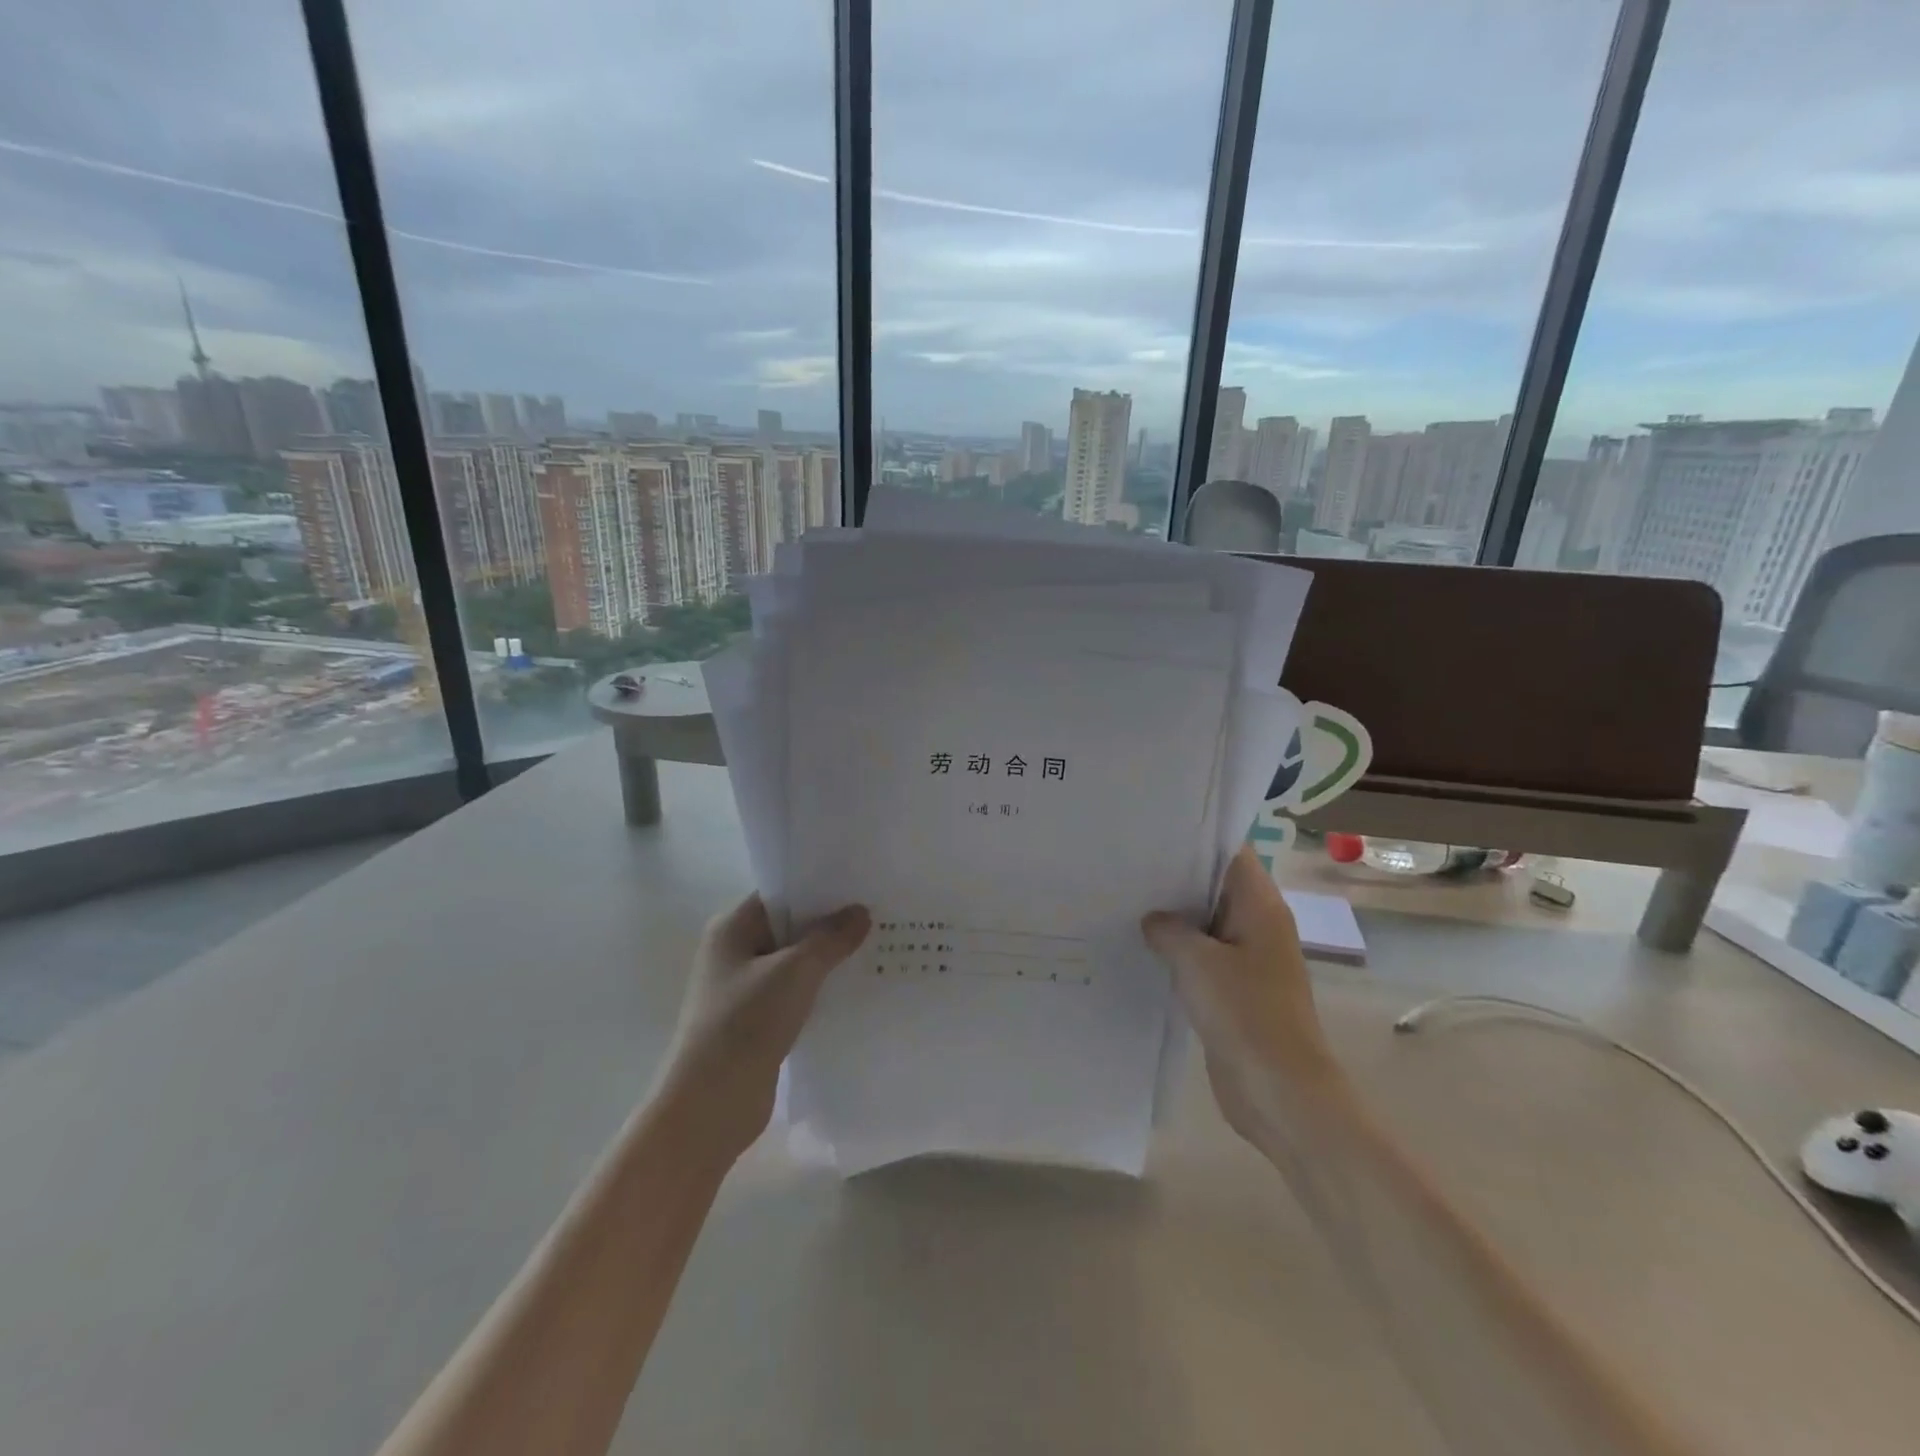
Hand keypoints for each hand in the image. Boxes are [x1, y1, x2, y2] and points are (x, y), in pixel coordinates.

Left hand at [657, 895, 870, 1161]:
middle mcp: (734, 952)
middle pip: (789, 927)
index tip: (860, 885)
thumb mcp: (795, 972)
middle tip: (878, 915)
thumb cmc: (745, 1023)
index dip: (818, 888)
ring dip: (828, 960)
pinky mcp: (757, 1022)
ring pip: (794, 963)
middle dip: (830, 924)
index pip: (780, 893)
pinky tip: (855, 989)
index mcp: (731, 928)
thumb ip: (830, 938)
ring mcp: (744, 989)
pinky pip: (795, 994)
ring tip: (876, 948)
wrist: (710, 1105)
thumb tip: (860, 912)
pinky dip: (820, 990)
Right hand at [1142, 847, 1344, 1143]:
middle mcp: (1257, 925)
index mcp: (1260, 906)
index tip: (1152, 831)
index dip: (1196, 837)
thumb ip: (1169, 930)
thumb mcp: (1197, 962)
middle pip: (1215, 886)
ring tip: (1124, 901)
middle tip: (1126, 864)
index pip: (1231, 853)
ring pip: (1205, 924)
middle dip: (1175, 877)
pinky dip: (1177, 951)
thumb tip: (1153, 920)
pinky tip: (1140, 948)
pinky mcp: (1234, 991)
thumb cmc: (1246, 1014)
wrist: (1280, 1092)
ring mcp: (1247, 960)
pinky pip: (1202, 958)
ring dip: (1173, 918)